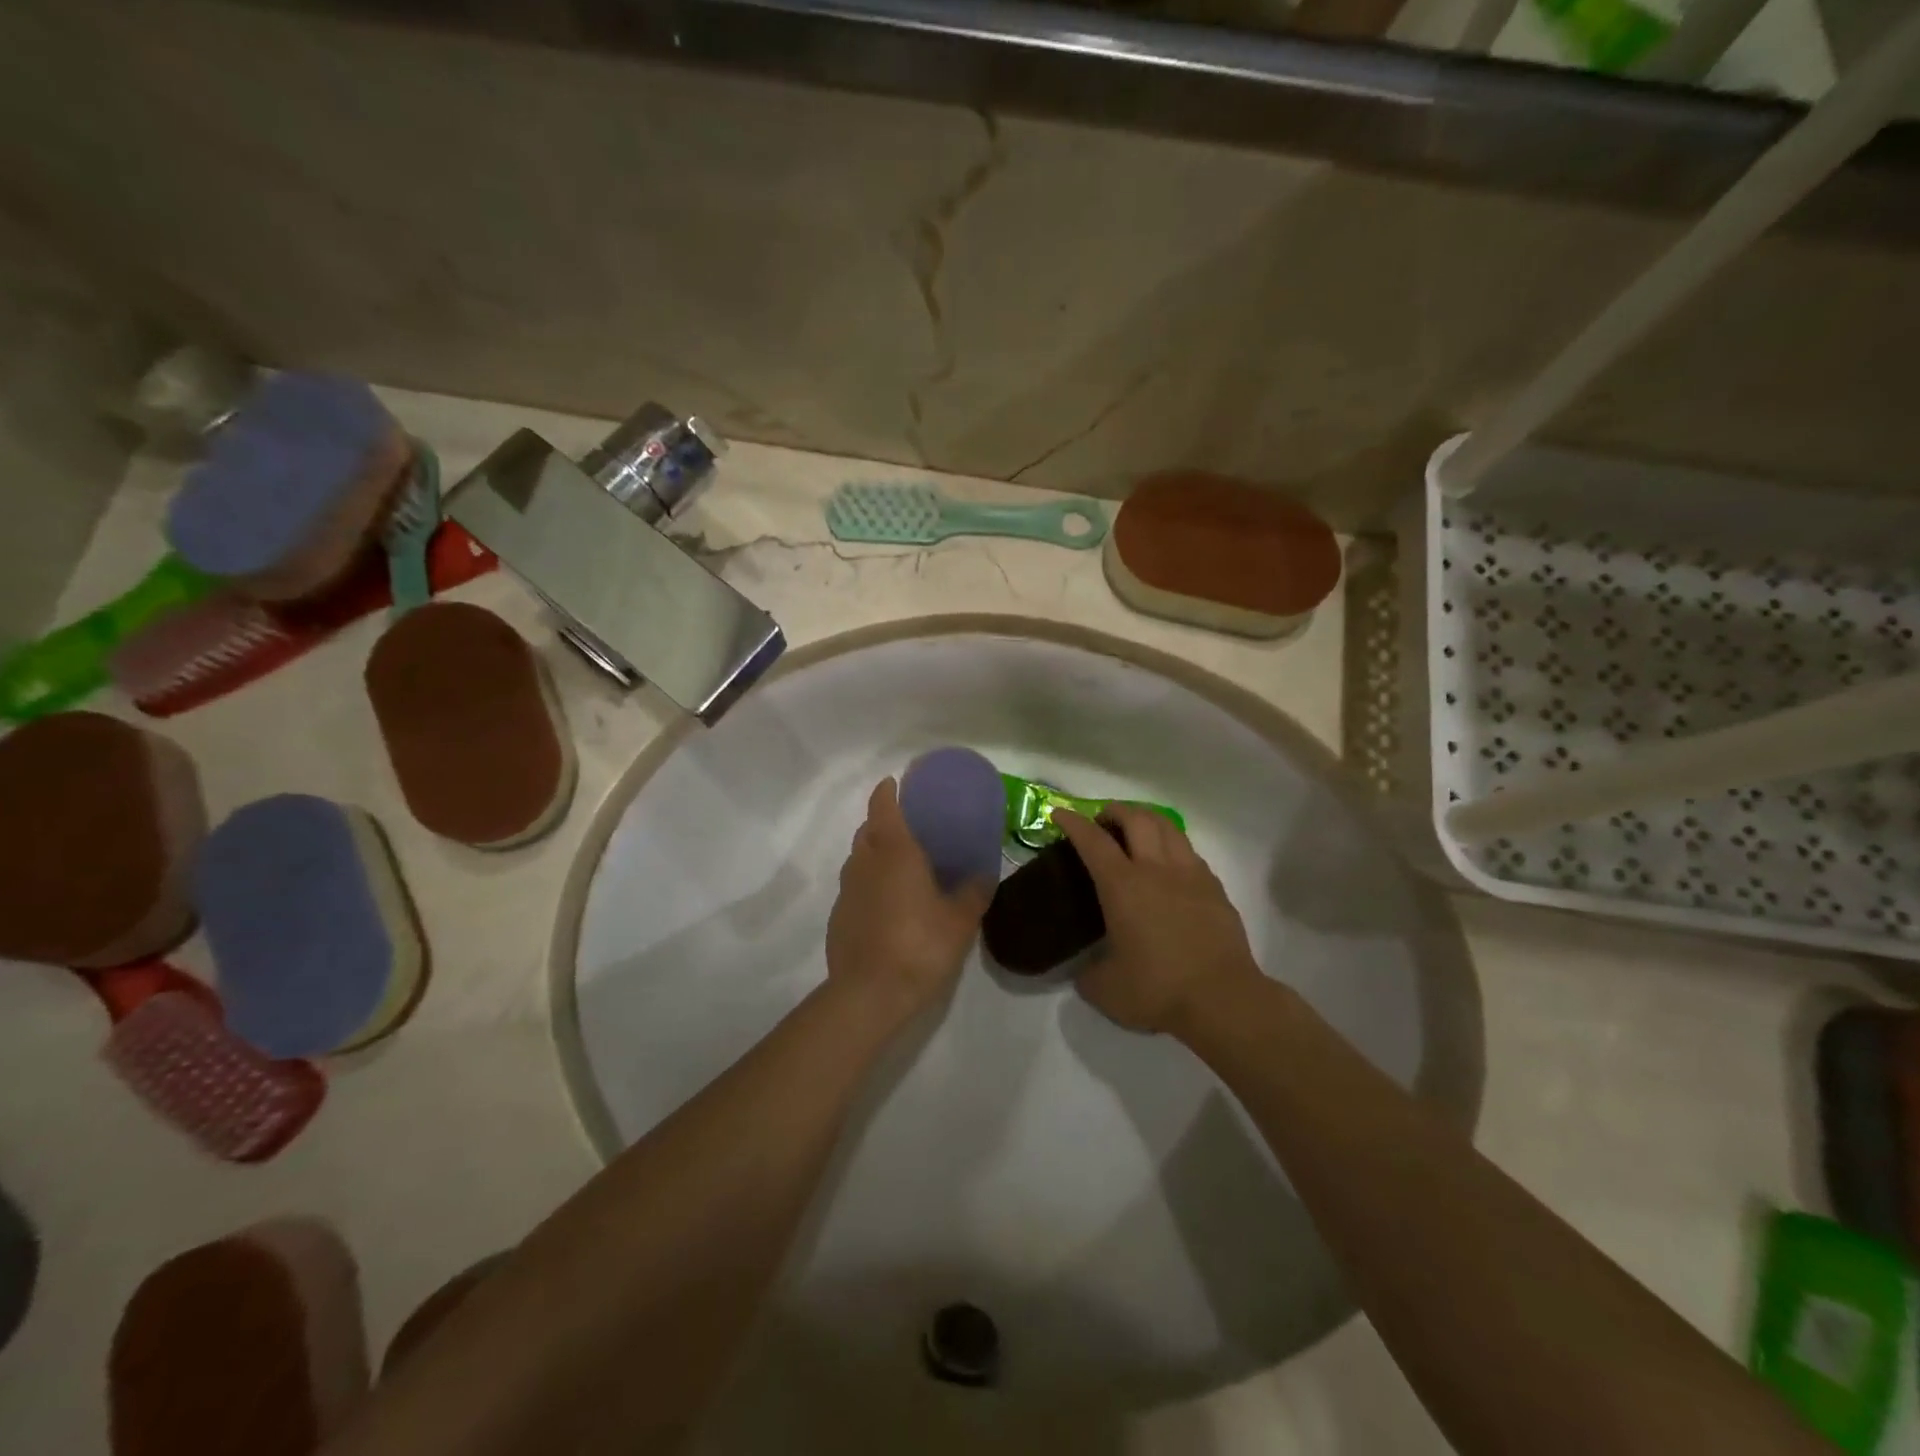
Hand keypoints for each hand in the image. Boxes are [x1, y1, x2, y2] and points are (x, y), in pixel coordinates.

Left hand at [827, 778, 992, 1022]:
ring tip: (900, 868)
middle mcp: (865, 863)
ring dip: (874, 854)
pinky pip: (855, 888)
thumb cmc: (920, 945)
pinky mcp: (838, 917)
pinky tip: (887, 906)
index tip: (896, 784)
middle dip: (882, 822)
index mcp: (895, 852)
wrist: (869, 993)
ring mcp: (847, 891)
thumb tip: (985, 875)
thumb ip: (973, 893)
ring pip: (858, 859)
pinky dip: (869, 886)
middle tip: (908, 829)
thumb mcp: (960, 920)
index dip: (887, 792)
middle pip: (867, 830)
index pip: (883, 807)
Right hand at [1054, 805, 1261, 1035]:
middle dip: (1115, 811)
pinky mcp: (1215, 889)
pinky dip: (1173, 847)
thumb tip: (1085, 971)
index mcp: (1122, 886)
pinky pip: (1190, 853)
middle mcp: (1156, 869)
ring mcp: (1190, 875)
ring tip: (1137, 830)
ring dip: (1147, 820)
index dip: (1073, 823)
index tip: (1060, 814)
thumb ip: (1088, 974)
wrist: (1223, 1000)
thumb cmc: (1157, 990)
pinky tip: (1170, 865)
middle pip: (1136, 819)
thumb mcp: (1105, 989)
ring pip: (1168, 827)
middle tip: (1103, 821)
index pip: (1093, 841)